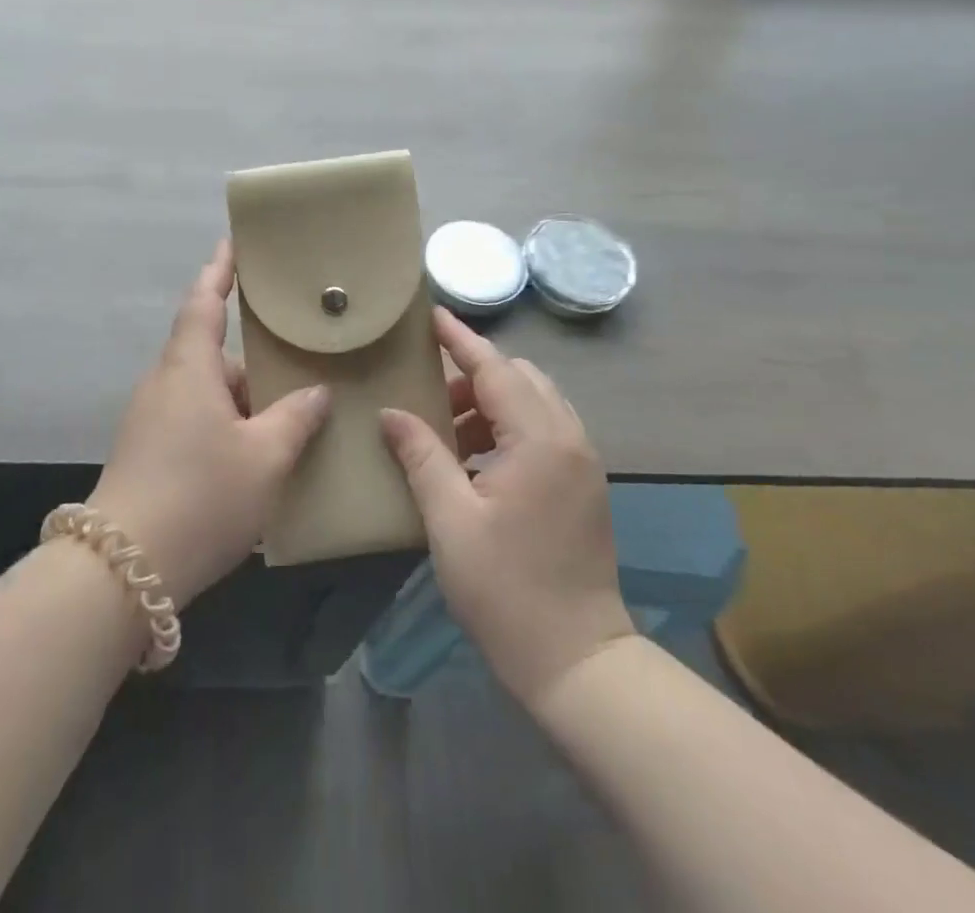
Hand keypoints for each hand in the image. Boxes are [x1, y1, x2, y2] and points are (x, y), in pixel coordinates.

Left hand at [89, 241, 329, 606]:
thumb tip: (316, 392)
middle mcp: (165, 384)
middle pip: (211, 354)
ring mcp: (152, 421)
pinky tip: (258, 458)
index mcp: (188, 367)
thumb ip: (296, 418)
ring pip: (207, 394)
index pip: (204, 302)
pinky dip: (228, 428)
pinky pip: (196, 423)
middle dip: (253, 359)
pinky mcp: (148, 454)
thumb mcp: (265, 457)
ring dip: (243, 401)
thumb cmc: (201, 495)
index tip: (234, 245)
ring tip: (290, 416)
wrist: (122, 570)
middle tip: (298, 359)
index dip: (220, 271)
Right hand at [381, 308, 636, 703]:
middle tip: (428, 394)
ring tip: (446, 432)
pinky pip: (544, 430)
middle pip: (519, 378)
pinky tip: (475, 460)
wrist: (577, 659)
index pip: (495, 368)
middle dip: (473, 375)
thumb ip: (421, 455)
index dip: (461, 340)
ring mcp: (583, 462)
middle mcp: (569, 438)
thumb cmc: (506, 588)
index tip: (432, 315)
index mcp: (539, 439)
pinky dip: (508, 427)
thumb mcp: (450, 519)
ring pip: (534, 402)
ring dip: (491, 403)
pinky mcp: (584, 485)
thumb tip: (390, 413)